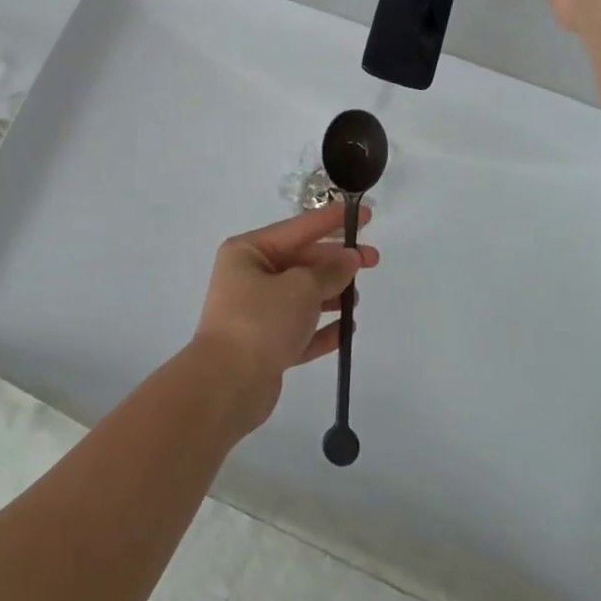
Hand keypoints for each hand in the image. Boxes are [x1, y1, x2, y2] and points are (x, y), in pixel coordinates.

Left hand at [190, 202, 380, 431]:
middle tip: (374, 260)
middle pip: (301, 262)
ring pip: (302, 296)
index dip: (332, 220)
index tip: (364, 214)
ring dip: (331, 295)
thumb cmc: (261, 322)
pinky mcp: (265, 346)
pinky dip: (322, 329)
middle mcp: (249, 277)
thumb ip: (330, 271)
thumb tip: (350, 258)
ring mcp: (256, 313)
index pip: (299, 228)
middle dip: (336, 262)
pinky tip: (347, 331)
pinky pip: (300, 330)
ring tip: (357, 299)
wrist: (226, 386)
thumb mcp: (301, 288)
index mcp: (249, 252)